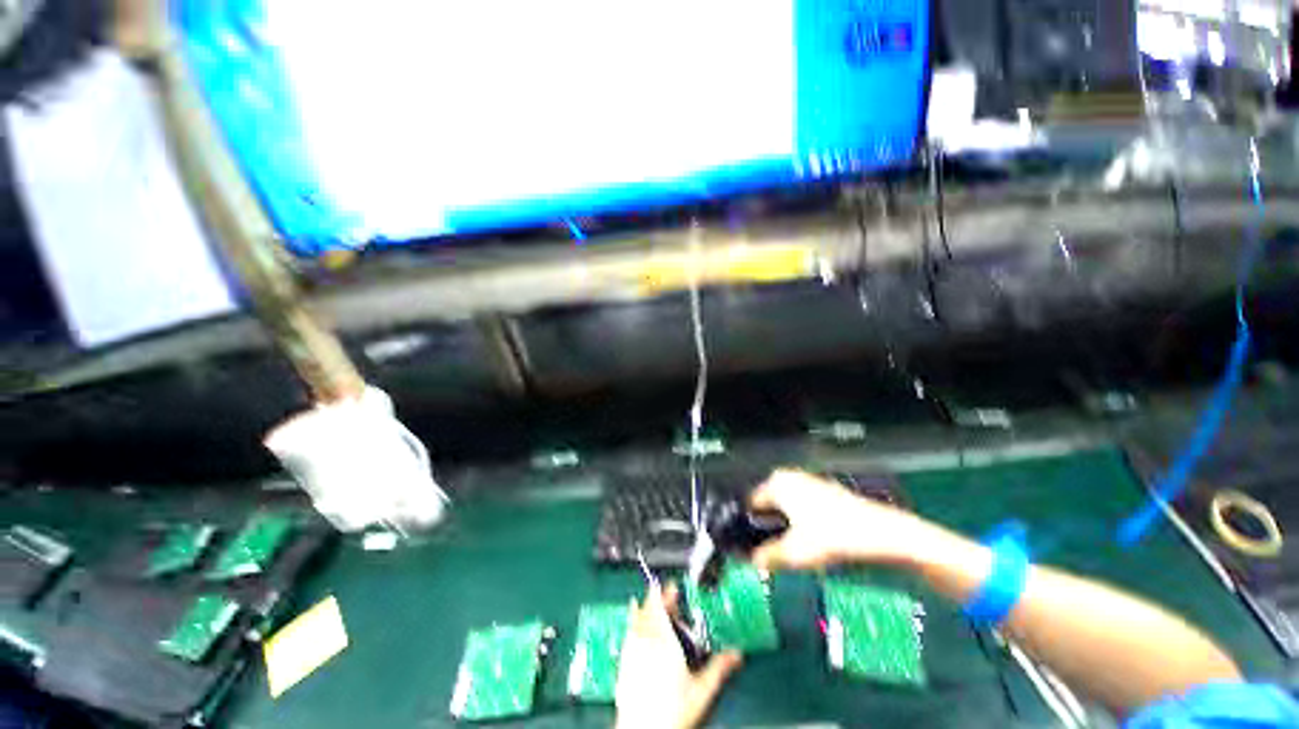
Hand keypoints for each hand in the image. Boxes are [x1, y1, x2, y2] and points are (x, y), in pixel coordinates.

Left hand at [615, 583, 742, 728]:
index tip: (672, 586)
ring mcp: (632, 653)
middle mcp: (646, 642)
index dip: (666, 594)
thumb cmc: (671, 712)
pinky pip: (627, 635)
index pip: (662, 608)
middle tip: (665, 594)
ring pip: (636, 621)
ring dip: (643, 608)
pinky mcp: (624, 665)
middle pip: (649, 611)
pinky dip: (631, 624)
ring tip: (646, 601)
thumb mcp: (701, 690)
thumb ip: (719, 668)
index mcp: (665, 642)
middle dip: (656, 599)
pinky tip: (632, 626)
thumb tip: (736, 655)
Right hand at [749, 469, 932, 570]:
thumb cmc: (832, 537)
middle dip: (768, 528)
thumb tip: (753, 562)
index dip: (749, 527)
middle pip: (767, 504)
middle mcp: (789, 476)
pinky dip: (800, 521)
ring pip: (785, 506)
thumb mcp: (795, 553)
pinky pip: (801, 505)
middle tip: (772, 552)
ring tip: (793, 550)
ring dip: (784, 526)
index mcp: (776, 484)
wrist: (881, 533)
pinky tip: (812, 540)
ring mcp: (808, 481)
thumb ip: (768, 557)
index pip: (751, 503)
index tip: (751, 547)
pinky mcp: (824, 489)